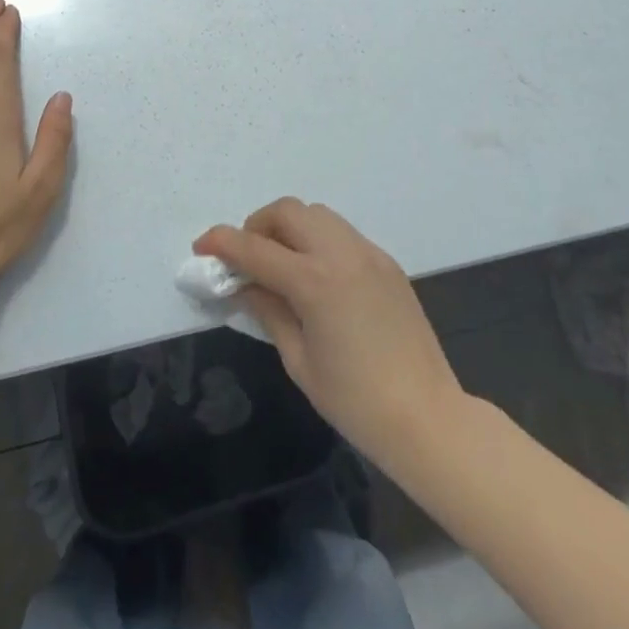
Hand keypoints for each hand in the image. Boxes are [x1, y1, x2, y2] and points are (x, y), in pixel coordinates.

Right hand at [195, 199, 463, 468]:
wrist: (427, 417)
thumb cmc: (354, 401)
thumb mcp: (298, 360)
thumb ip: (268, 311)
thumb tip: (243, 285)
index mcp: (315, 281)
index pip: (255, 248)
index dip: (221, 243)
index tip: (201, 248)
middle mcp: (341, 254)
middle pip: (288, 211)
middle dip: (257, 226)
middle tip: (244, 258)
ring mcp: (369, 254)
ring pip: (317, 215)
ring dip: (289, 227)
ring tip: (279, 263)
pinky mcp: (387, 263)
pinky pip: (342, 233)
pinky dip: (318, 240)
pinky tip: (316, 276)